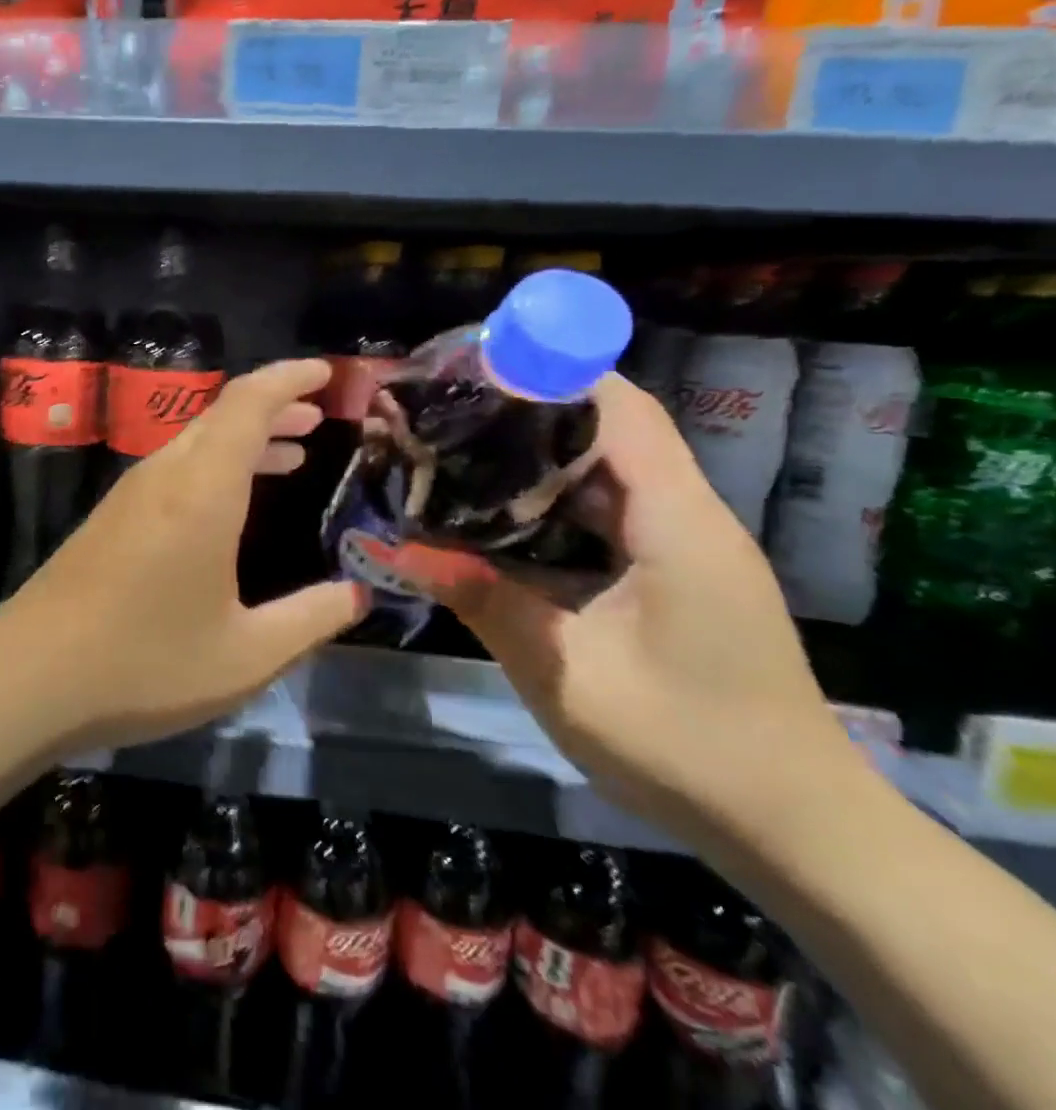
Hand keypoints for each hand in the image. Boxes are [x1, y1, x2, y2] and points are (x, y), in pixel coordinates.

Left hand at [3, 357, 364, 749]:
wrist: (33, 673)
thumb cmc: (147, 663)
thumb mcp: (247, 655)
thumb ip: (309, 619)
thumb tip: (356, 595)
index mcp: (202, 489)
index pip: (249, 402)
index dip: (290, 379)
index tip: (327, 373)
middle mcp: (164, 475)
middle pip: (222, 415)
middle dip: (274, 407)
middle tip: (319, 418)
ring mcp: (130, 494)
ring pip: (196, 441)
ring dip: (244, 438)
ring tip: (292, 453)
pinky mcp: (110, 516)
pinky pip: (174, 468)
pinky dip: (215, 466)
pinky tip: (230, 505)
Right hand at [393, 373, 863, 846]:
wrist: (793, 828)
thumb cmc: (684, 743)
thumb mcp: (563, 672)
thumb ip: (481, 599)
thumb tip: (400, 551)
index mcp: (676, 524)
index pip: (621, 411)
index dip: (553, 375)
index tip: (477, 365)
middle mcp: (687, 519)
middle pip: (611, 431)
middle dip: (530, 410)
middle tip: (450, 409)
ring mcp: (685, 548)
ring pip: (608, 472)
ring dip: (540, 456)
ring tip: (461, 449)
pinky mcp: (675, 575)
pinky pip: (610, 514)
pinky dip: (556, 501)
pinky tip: (501, 514)